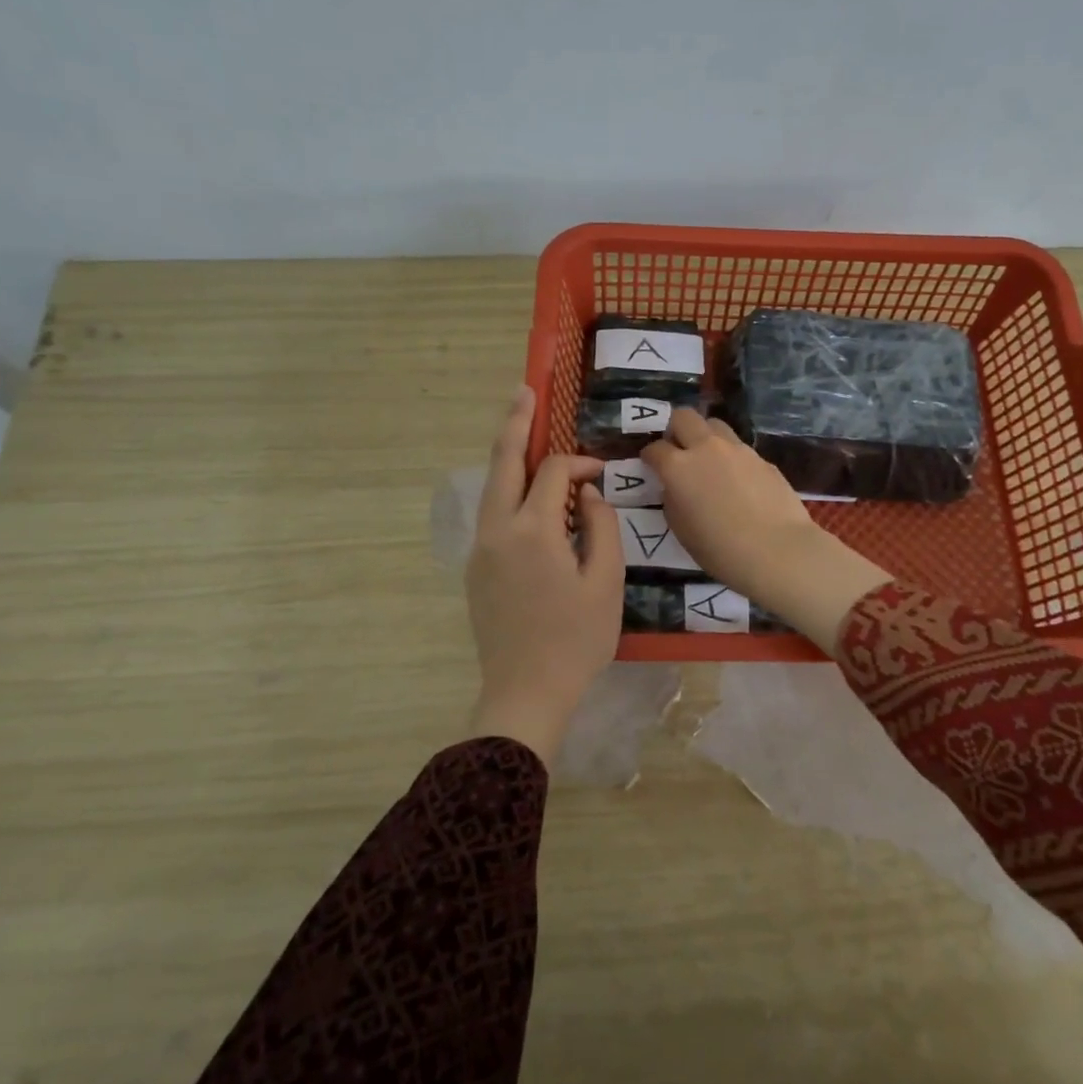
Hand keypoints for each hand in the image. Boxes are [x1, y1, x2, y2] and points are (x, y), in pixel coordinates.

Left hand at [465, 386, 624, 761]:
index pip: (555, 473)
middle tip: (524, 390)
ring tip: (523, 427)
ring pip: (493, 487)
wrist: (525, 692)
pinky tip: (529, 495)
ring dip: (510, 457)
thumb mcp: (605, 582)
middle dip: (515, 423)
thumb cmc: (576, 639)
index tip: (603, 476)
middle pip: (504, 462)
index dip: (581, 464)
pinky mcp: (477, 568)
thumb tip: (587, 493)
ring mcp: (481, 549)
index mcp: (532, 530)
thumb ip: (601, 526)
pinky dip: (510, 493)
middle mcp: (497, 530)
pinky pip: (493, 514)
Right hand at [641, 409, 888, 654]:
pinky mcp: (762, 458)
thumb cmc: (720, 549)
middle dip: (675, 429)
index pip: (654, 448)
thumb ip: (673, 500)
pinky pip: (739, 447)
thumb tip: (676, 487)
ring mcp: (737, 449)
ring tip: (708, 460)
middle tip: (677, 450)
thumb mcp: (681, 529)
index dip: (649, 456)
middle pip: (684, 416)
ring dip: (705, 436)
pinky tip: (737, 481)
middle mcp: (706, 448)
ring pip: (714, 424)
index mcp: (678, 467)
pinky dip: (730, 456)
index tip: (650, 465)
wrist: (777, 550)